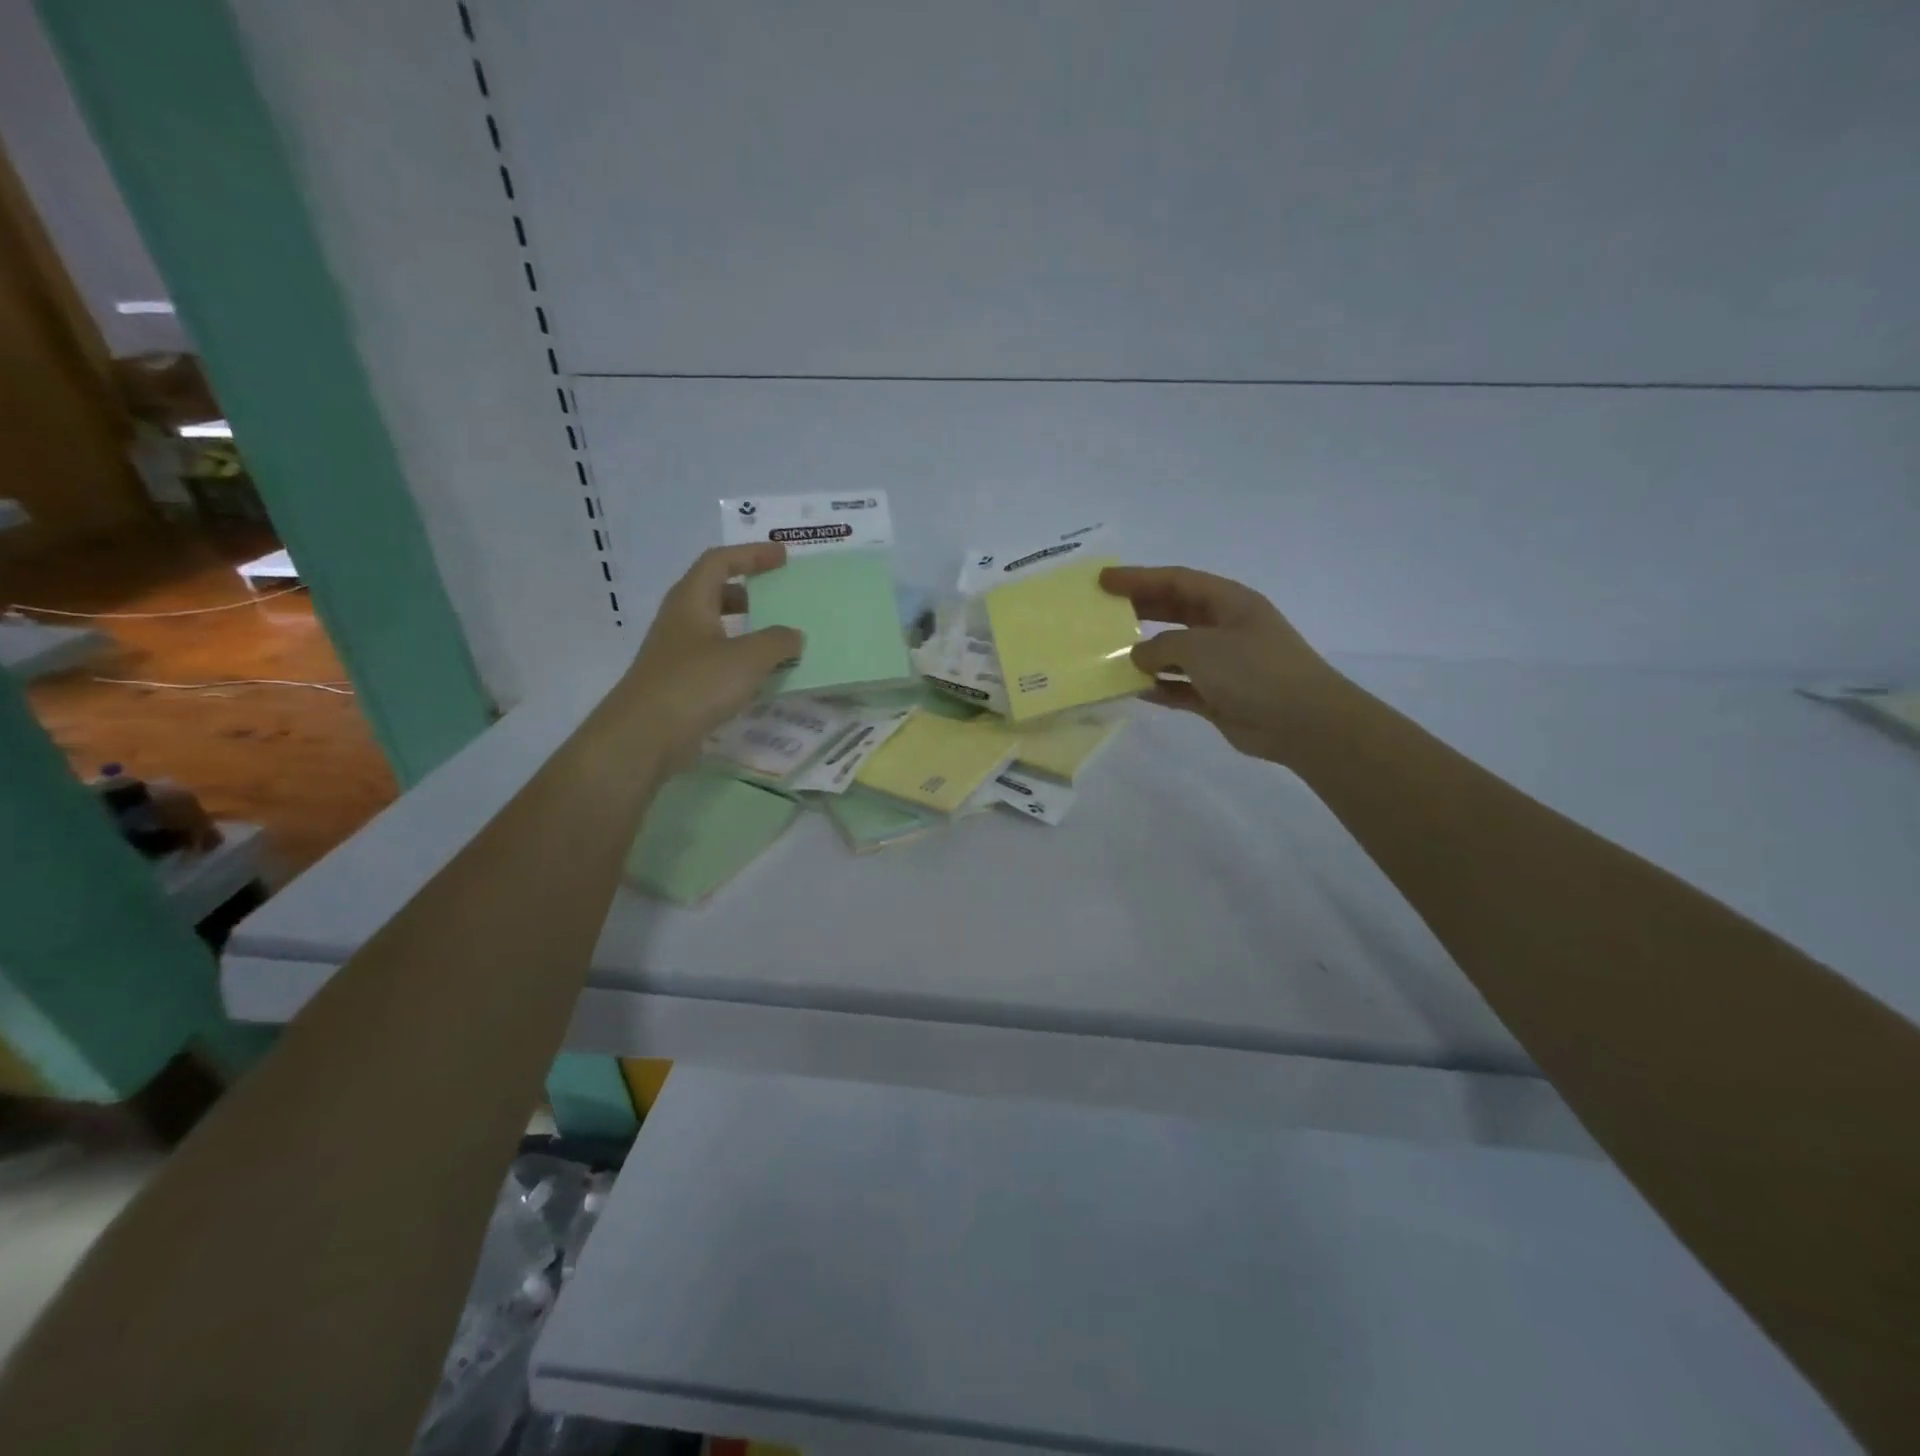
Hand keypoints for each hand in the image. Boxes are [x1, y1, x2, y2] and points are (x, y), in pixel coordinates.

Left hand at [617, 544, 801, 768]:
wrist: (644, 737)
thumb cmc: (695, 684)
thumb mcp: (747, 658)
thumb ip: (777, 642)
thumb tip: (794, 635)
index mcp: (691, 601)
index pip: (719, 561)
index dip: (751, 555)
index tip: (783, 557)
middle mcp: (679, 621)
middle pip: (713, 593)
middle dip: (748, 592)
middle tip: (778, 599)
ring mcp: (676, 654)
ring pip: (714, 629)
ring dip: (745, 630)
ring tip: (777, 642)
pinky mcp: (679, 684)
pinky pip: (715, 661)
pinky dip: (739, 661)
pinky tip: (759, 678)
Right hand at [1100, 565, 1346, 762]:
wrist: (1302, 722)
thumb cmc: (1253, 670)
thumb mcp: (1201, 647)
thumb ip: (1161, 646)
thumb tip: (1138, 657)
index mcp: (1228, 602)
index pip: (1177, 581)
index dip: (1138, 578)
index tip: (1103, 580)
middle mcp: (1225, 628)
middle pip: (1174, 612)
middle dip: (1139, 610)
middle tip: (1102, 612)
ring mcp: (1223, 663)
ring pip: (1175, 652)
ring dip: (1145, 654)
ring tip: (1109, 653)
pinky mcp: (1218, 696)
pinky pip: (1179, 686)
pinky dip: (1158, 687)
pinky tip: (1132, 689)